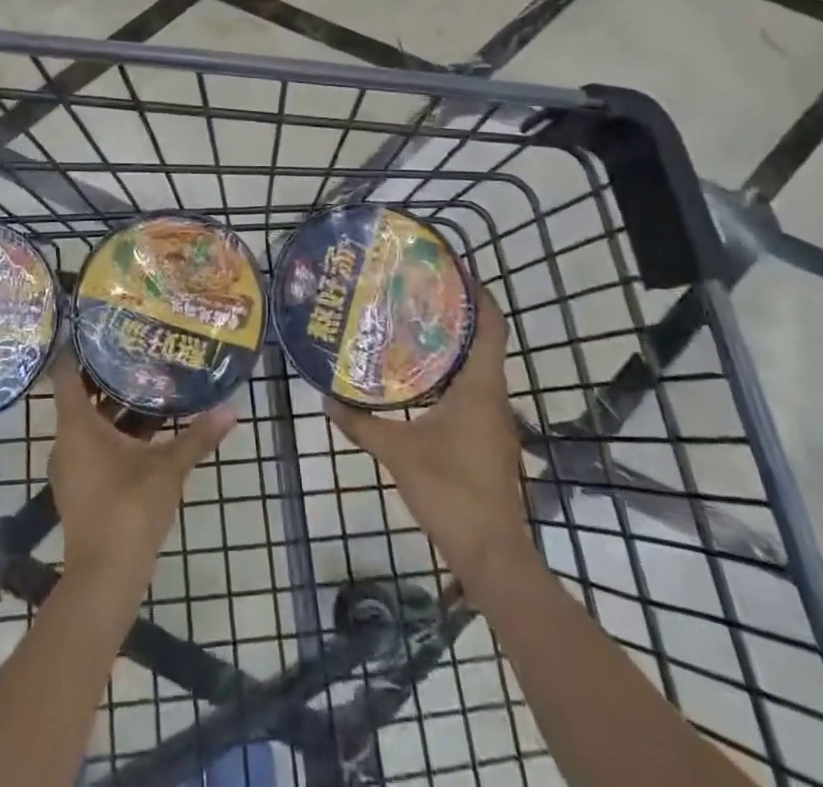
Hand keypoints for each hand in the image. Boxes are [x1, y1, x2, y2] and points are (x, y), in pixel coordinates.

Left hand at [49, 357, 235, 589]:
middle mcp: (66, 440)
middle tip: (135, 345)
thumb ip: (198, 437)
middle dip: (106, 373)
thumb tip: (232, 409)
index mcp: (77, 425)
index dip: (78, 346)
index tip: (97, 324)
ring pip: (89, 422)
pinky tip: (145, 428)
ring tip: (146, 379)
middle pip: (80, 395)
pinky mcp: (80, 486)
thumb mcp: (168, 468)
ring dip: (114, 405)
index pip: (67, 372)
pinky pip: (92, 444)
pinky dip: (113, 431)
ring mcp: (71, 466)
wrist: (105, 580)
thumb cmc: (130, 510)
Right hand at [325, 298, 532, 584]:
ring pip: (479, 367)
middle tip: (418, 293)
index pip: (491, 326)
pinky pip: (473, 390)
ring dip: (454, 345)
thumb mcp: (397, 453)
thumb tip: (327, 399)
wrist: (492, 553)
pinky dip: (452, 374)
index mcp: (480, 387)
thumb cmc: (450, 490)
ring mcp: (495, 420)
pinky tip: (421, 381)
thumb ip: (361, 424)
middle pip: (484, 341)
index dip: (479, 294)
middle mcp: (493, 396)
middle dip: (457, 314)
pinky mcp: (489, 439)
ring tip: (414, 327)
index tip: (455, 270)